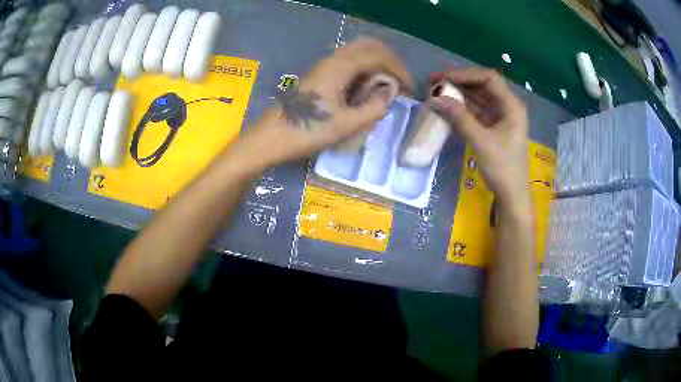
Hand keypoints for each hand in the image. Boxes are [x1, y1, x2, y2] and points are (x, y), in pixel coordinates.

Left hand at [240, 37, 411, 166]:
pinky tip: (365, 89)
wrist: (270, 138)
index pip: (379, 56)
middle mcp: (333, 60)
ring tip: (386, 87)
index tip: (409, 90)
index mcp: (341, 67)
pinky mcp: (319, 76)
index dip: (399, 70)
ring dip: (376, 64)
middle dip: (389, 61)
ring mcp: (324, 66)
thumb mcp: (346, 125)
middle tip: (399, 82)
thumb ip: (374, 109)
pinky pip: (347, 63)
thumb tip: (388, 97)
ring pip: (357, 53)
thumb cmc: (307, 131)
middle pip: (368, 46)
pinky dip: (363, 70)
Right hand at [430, 68, 529, 204]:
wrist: (512, 195)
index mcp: (512, 106)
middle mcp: (508, 107)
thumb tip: (435, 98)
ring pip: (479, 97)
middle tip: (436, 82)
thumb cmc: (503, 169)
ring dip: (460, 93)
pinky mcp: (494, 127)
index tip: (443, 78)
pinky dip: (463, 107)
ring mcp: (501, 117)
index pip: (489, 78)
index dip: (465, 74)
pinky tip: (448, 107)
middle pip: (483, 85)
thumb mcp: (481, 142)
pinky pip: (477, 110)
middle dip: (460, 81)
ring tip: (438, 92)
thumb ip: (460, 118)